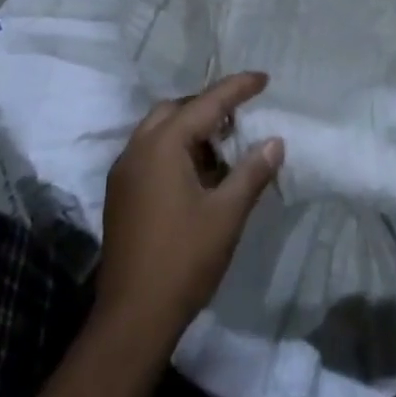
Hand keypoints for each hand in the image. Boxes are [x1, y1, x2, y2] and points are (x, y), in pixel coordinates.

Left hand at [98, 73, 284, 350]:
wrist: (133, 317)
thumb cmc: (184, 259)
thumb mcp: (227, 214)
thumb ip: (252, 172)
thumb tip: (274, 141)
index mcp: (162, 145)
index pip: (206, 104)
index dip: (237, 89)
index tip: (263, 78)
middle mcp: (137, 149)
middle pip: (175, 110)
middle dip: (208, 106)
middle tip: (241, 116)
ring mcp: (124, 173)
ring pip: (159, 131)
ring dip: (191, 130)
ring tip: (225, 146)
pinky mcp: (121, 195)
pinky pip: (150, 153)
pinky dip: (176, 150)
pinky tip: (200, 174)